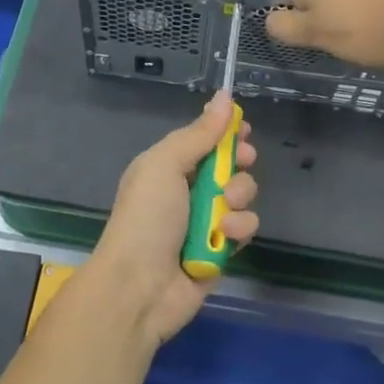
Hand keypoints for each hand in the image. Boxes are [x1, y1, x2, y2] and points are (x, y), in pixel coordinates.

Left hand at [90, 94, 258, 345]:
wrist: (138, 287)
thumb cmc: (147, 217)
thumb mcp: (165, 164)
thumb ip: (199, 134)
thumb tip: (225, 97)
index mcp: (168, 166)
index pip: (204, 140)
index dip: (226, 132)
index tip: (243, 128)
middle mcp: (187, 191)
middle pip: (229, 164)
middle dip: (239, 161)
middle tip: (243, 160)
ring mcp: (205, 222)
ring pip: (242, 195)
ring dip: (238, 196)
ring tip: (223, 208)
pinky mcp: (221, 251)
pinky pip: (245, 228)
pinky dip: (239, 229)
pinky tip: (225, 236)